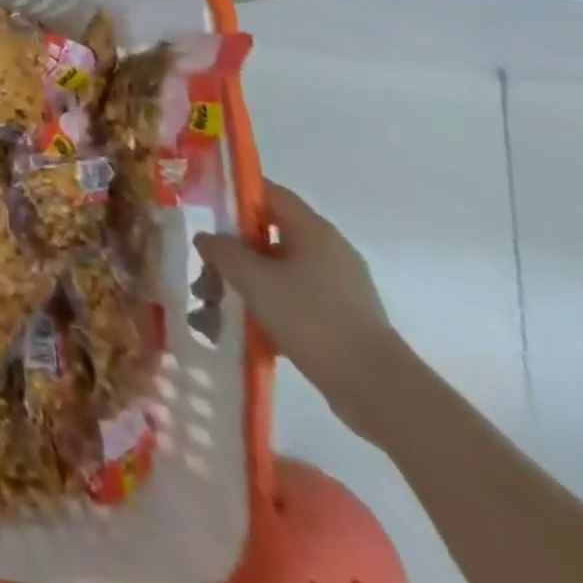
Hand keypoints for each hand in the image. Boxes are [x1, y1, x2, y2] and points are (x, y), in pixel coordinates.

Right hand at [195, 180, 402, 438]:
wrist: (378, 390)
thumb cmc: (312, 319)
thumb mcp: (253, 279)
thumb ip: (222, 250)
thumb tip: (207, 238)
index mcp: (313, 230)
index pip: (268, 193)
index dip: (234, 195)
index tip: (204, 210)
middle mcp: (327, 250)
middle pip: (266, 236)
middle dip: (230, 255)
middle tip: (205, 275)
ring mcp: (336, 287)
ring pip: (275, 272)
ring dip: (242, 286)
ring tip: (213, 313)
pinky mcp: (339, 318)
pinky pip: (291, 300)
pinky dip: (264, 309)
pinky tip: (242, 332)